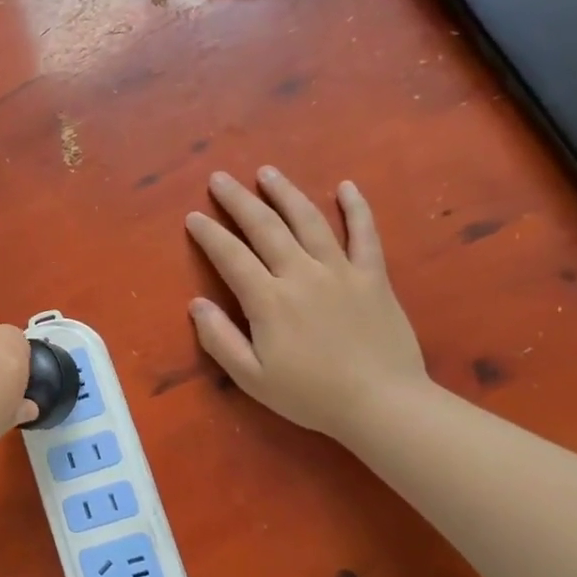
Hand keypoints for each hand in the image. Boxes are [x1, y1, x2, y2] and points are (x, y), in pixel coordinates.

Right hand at [185, 167, 428, 440]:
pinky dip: (356, 208)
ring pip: (308, 220)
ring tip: (267, 172)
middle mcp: (301, 274)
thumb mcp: (252, 378)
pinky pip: (365, 234)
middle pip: (265, 227)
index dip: (209, 234)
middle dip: (238, 200)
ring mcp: (341, 271)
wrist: (383, 405)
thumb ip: (220, 340)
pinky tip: (346, 186)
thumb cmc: (312, 395)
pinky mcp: (373, 276)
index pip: (231, 256)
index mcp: (269, 300)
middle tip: (220, 178)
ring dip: (285, 193)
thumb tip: (196, 304)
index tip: (193, 217)